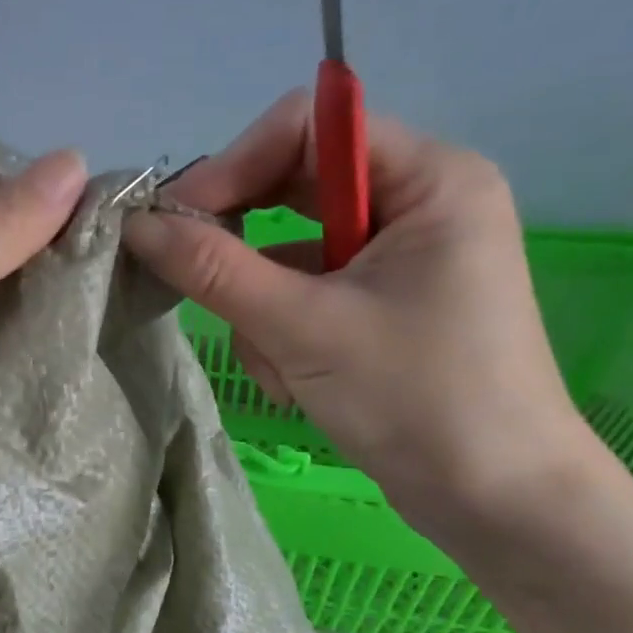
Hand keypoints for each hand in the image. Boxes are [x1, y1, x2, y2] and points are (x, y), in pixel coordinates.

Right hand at [124, 91, 598, 539]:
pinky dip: (284, 332)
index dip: (234, 165)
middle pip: (295, 186)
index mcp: (429, 178)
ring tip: (281, 363)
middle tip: (194, 278)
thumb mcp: (303, 327)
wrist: (497, 504)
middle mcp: (417, 203)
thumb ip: (213, 269)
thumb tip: (135, 224)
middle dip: (245, 245)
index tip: (176, 219)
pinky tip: (296, 381)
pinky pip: (305, 292)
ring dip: (264, 305)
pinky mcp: (380, 305)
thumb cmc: (418, 399)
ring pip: (290, 250)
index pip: (309, 128)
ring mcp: (399, 258)